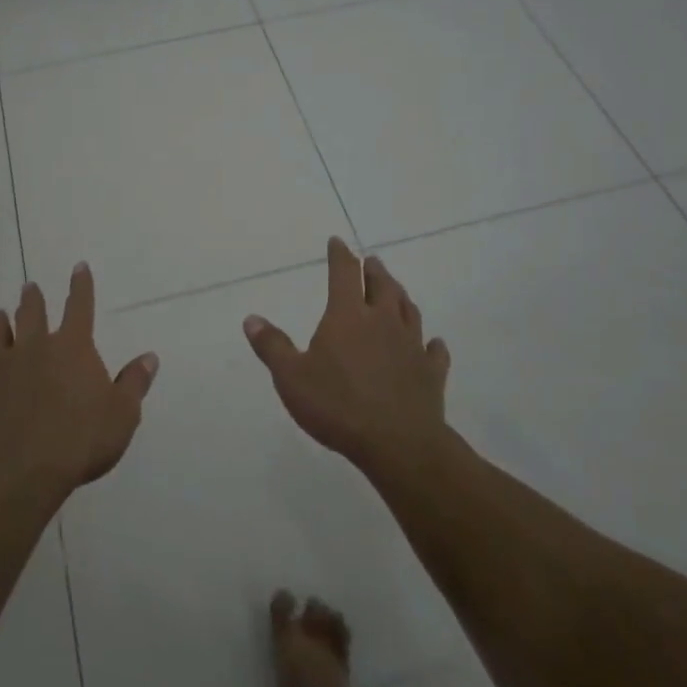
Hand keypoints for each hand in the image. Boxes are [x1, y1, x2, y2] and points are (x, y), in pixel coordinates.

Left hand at [0, 263, 158, 505]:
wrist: (20, 473)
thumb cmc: (80, 441)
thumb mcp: (122, 414)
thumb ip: (134, 383)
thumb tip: (149, 357)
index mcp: (72, 348)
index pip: (79, 307)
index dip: (81, 286)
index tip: (79, 267)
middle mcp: (34, 349)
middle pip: (32, 315)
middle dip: (32, 299)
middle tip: (29, 287)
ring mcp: (1, 370)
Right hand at [244, 237, 451, 474]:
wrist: (398, 443)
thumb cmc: (338, 405)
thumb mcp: (291, 378)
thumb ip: (272, 346)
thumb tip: (251, 318)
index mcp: (348, 315)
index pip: (344, 273)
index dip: (340, 255)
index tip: (338, 242)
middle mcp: (383, 321)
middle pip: (382, 286)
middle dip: (374, 270)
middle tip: (372, 262)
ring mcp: (411, 345)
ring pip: (409, 310)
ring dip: (401, 296)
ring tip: (396, 290)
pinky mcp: (431, 373)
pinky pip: (434, 351)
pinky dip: (432, 344)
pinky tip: (433, 343)